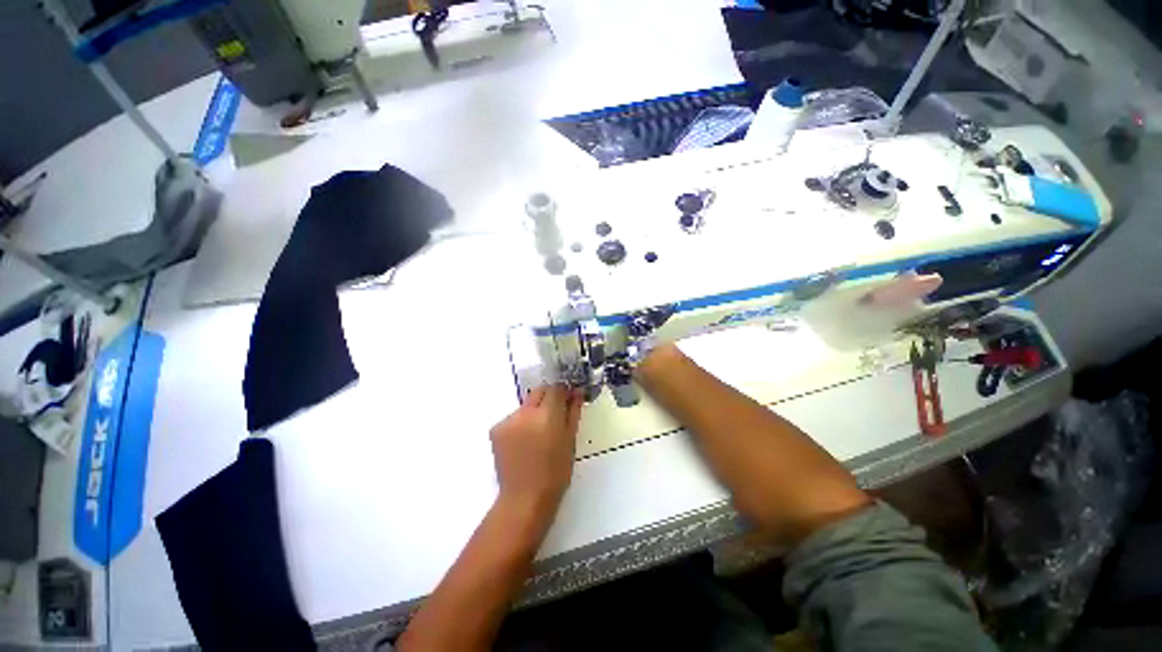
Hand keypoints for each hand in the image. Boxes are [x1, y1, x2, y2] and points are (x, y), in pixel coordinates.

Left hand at [490, 385, 583, 514]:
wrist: (525, 498)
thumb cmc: (556, 471)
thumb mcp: (570, 440)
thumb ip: (573, 411)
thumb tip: (577, 391)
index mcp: (547, 414)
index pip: (556, 388)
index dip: (563, 391)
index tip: (568, 399)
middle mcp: (525, 412)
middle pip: (539, 391)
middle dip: (548, 398)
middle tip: (554, 416)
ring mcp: (508, 420)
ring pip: (525, 405)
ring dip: (534, 411)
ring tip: (538, 434)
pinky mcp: (496, 429)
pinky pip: (513, 418)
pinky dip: (520, 424)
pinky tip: (523, 442)